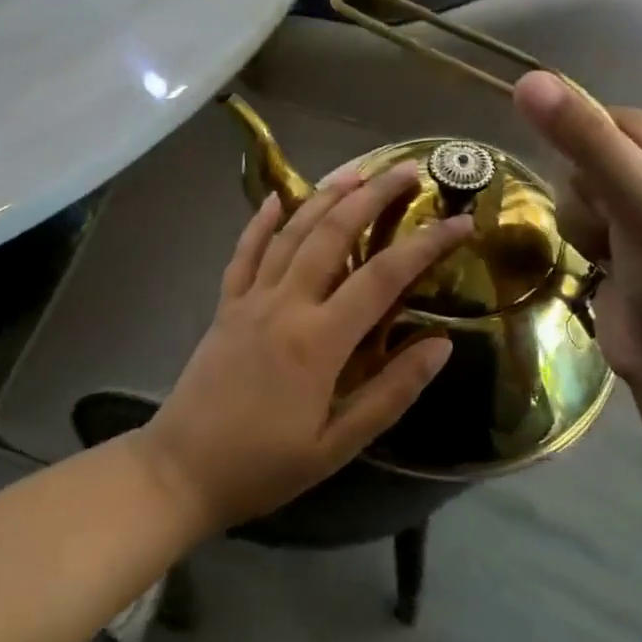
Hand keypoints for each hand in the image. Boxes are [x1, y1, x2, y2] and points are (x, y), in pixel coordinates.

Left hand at [135, 165, 472, 531]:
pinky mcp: (225, 305)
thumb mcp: (338, 445)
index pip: (384, 276)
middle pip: (334, 233)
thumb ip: (391, 392)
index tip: (461, 222)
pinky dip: (261, 222)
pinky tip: (277, 198)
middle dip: (374, 197)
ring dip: (325, 197)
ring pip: (292, 233)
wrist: (181, 471)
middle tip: (407, 170)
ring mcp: (250, 299)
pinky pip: (245, 252)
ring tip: (357, 171)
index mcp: (319, 340)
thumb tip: (441, 345)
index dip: (427, 244)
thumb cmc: (265, 466)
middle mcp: (286, 304)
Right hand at [513, 71, 641, 393]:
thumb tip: (527, 81)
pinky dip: (581, 242)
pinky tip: (603, 267)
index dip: (586, 149)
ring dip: (582, 223)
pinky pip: (577, 221)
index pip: (610, 120)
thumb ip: (585, 141)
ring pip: (576, 191)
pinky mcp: (621, 247)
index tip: (598, 189)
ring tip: (611, 255)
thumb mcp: (641, 201)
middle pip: (588, 156)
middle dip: (589, 195)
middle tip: (616, 229)